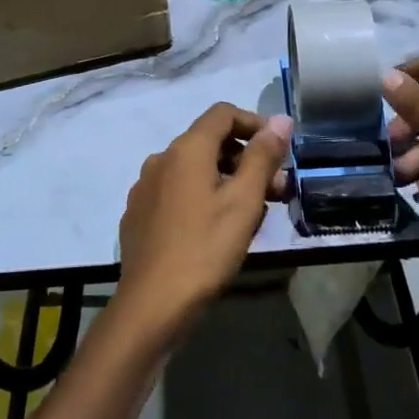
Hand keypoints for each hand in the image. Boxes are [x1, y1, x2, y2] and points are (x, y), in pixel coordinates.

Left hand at [115, 104, 292, 341]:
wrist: (151, 305)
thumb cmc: (205, 248)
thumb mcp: (244, 201)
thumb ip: (263, 156)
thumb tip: (280, 119)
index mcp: (186, 149)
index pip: (222, 113)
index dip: (254, 124)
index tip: (278, 151)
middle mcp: (161, 159)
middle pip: (209, 142)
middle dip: (246, 159)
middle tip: (276, 191)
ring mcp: (145, 188)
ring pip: (193, 170)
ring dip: (226, 181)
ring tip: (252, 214)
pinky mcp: (138, 215)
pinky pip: (177, 192)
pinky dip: (202, 197)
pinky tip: (216, 230)